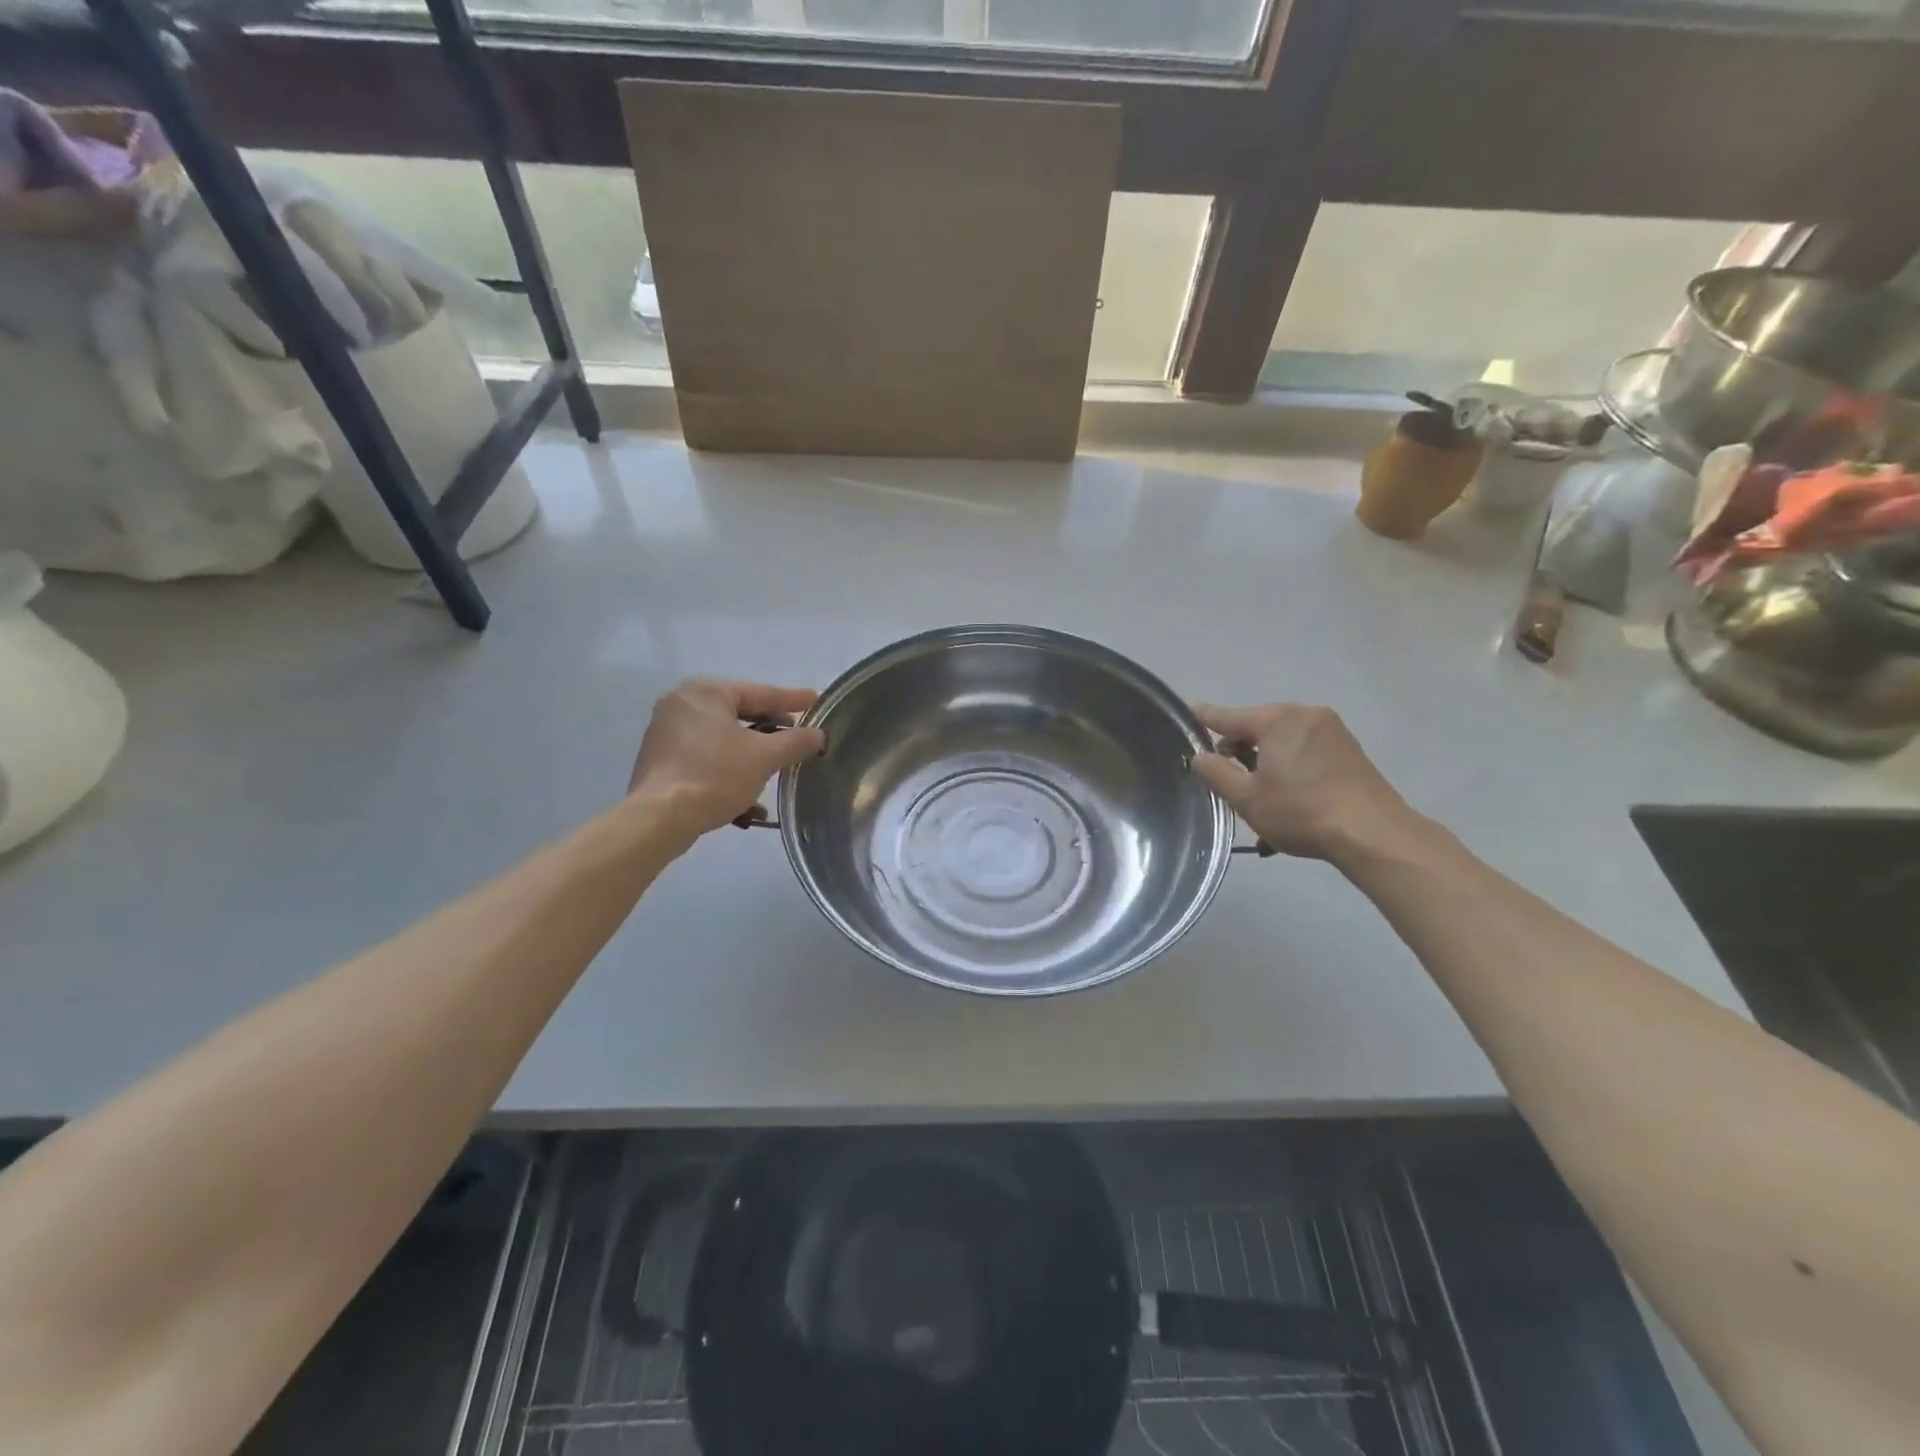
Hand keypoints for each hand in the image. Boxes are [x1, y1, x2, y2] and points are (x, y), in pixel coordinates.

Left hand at [629, 678, 826, 837]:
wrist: (660, 818)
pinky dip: (728, 767)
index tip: (816, 700)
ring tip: (776, 765)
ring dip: (751, 752)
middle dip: (771, 728)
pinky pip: (705, 755)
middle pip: (739, 712)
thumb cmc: (715, 775)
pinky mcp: (661, 759)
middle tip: (797, 734)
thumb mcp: (764, 758)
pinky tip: (747, 793)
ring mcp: (667, 731)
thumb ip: (795, 742)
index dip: (792, 700)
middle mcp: (682, 703)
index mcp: (707, 692)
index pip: (760, 692)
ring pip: (722, 737)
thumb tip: (818, 734)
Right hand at [1189, 702, 1421, 861]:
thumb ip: (1217, 772)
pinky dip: (1290, 766)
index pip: (1229, 716)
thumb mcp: (1247, 798)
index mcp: (1277, 720)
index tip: (1188, 710)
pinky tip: (1288, 796)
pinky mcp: (1349, 750)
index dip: (1206, 717)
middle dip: (1240, 749)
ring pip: (1283, 740)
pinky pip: (1305, 750)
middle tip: (1230, 780)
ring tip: (1260, 795)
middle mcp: (1305, 715)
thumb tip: (1200, 756)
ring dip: (1266, 761)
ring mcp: (1332, 730)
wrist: (1372, 834)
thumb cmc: (1301, 812)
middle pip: (1258, 727)